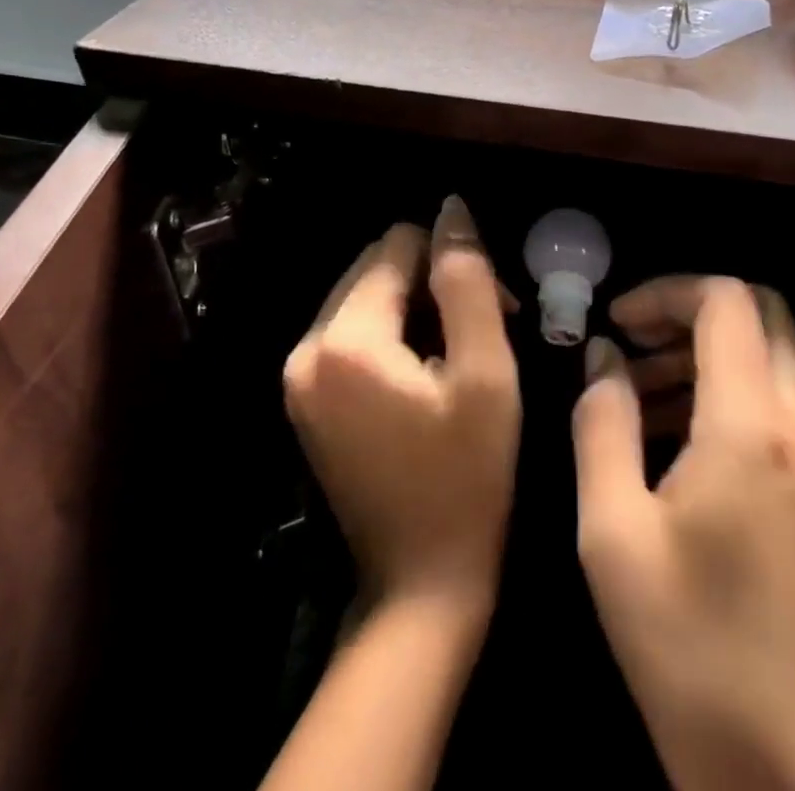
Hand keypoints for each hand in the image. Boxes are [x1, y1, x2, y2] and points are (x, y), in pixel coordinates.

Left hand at [283, 197, 519, 619]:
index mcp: (345, 340)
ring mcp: (298, 375)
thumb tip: (452, 209)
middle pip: (377, 266)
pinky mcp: (305, 397)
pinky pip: (352, 331)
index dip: (453, 263)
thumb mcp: (485, 373)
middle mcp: (306, 347)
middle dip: (433, 282)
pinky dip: (393, 333)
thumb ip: (467, 280)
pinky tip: (427, 371)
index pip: (399, 246)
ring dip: (416, 307)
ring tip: (460, 353)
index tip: (496, 308)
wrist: (420, 585)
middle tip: (485, 329)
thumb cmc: (468, 479)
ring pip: (366, 296)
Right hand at [573, 278, 794, 790]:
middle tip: (632, 346)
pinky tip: (678, 439)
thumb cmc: (689, 650)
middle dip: (691, 313)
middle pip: (762, 314)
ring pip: (774, 356)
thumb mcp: (613, 531)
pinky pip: (782, 402)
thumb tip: (606, 358)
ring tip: (641, 394)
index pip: (726, 300)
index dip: (666, 292)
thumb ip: (602, 423)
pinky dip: (732, 390)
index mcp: (753, 424)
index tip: (618, 319)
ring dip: (709, 352)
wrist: (792, 777)